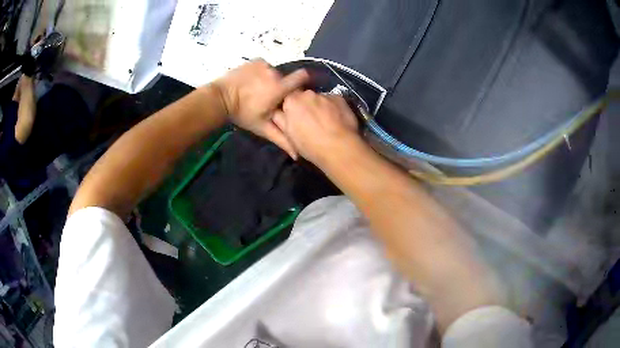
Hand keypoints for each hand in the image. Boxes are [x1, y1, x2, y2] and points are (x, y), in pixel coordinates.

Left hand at [212, 59, 308, 158]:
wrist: (219, 99)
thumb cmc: (242, 114)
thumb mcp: (263, 128)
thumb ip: (282, 139)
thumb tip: (298, 155)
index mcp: (279, 88)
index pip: (303, 77)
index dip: (304, 82)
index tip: (297, 92)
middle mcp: (274, 72)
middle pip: (286, 78)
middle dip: (282, 87)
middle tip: (271, 98)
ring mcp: (263, 64)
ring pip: (275, 72)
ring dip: (270, 80)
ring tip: (259, 90)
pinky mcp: (254, 60)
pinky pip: (264, 66)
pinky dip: (261, 72)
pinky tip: (252, 82)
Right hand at [272, 91, 360, 165]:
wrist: (339, 147)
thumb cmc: (310, 144)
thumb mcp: (288, 135)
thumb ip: (281, 120)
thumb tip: (278, 112)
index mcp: (291, 101)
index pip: (288, 99)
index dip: (291, 109)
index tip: (295, 119)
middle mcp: (307, 93)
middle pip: (304, 97)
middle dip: (306, 106)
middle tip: (310, 122)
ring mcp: (325, 95)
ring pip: (319, 99)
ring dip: (319, 107)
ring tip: (326, 123)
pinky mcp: (340, 98)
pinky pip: (333, 101)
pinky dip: (333, 108)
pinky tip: (337, 121)